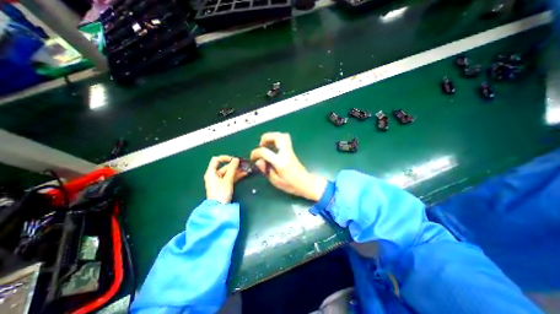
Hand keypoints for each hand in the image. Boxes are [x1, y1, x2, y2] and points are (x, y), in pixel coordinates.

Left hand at [203, 156, 246, 202]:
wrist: (219, 208)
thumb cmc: (221, 192)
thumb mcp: (227, 179)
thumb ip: (232, 168)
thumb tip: (236, 159)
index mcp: (211, 172)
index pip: (216, 160)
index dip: (225, 158)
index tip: (234, 160)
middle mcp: (214, 175)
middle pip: (224, 167)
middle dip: (234, 166)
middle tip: (244, 165)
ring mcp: (219, 181)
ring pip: (229, 173)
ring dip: (237, 171)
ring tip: (246, 169)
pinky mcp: (223, 185)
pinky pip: (230, 178)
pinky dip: (236, 176)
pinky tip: (244, 174)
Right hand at [250, 131, 326, 200]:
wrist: (305, 183)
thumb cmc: (291, 184)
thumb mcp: (275, 181)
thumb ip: (266, 170)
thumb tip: (259, 161)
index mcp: (281, 162)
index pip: (265, 152)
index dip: (256, 153)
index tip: (253, 157)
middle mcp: (286, 154)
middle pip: (278, 137)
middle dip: (266, 137)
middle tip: (261, 144)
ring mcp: (290, 151)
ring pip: (283, 135)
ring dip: (272, 136)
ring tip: (266, 144)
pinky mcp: (291, 151)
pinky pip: (285, 140)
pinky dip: (276, 139)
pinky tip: (272, 147)